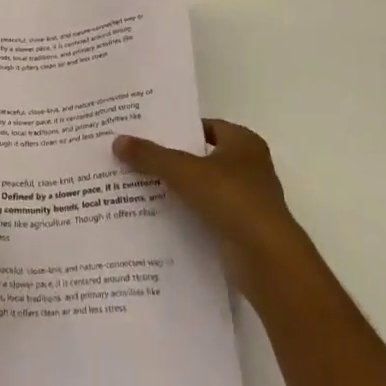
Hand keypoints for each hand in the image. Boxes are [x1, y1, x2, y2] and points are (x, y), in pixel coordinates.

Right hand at [113, 119, 297, 295]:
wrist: (267, 260)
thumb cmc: (232, 200)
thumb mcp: (183, 171)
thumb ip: (150, 155)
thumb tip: (117, 141)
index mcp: (244, 143)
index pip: (205, 126)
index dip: (177, 128)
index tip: (146, 132)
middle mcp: (249, 168)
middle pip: (201, 157)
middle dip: (171, 158)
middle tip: (135, 156)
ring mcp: (247, 201)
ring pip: (202, 187)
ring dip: (176, 188)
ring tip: (137, 184)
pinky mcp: (240, 229)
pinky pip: (205, 214)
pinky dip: (185, 214)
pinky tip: (156, 215)